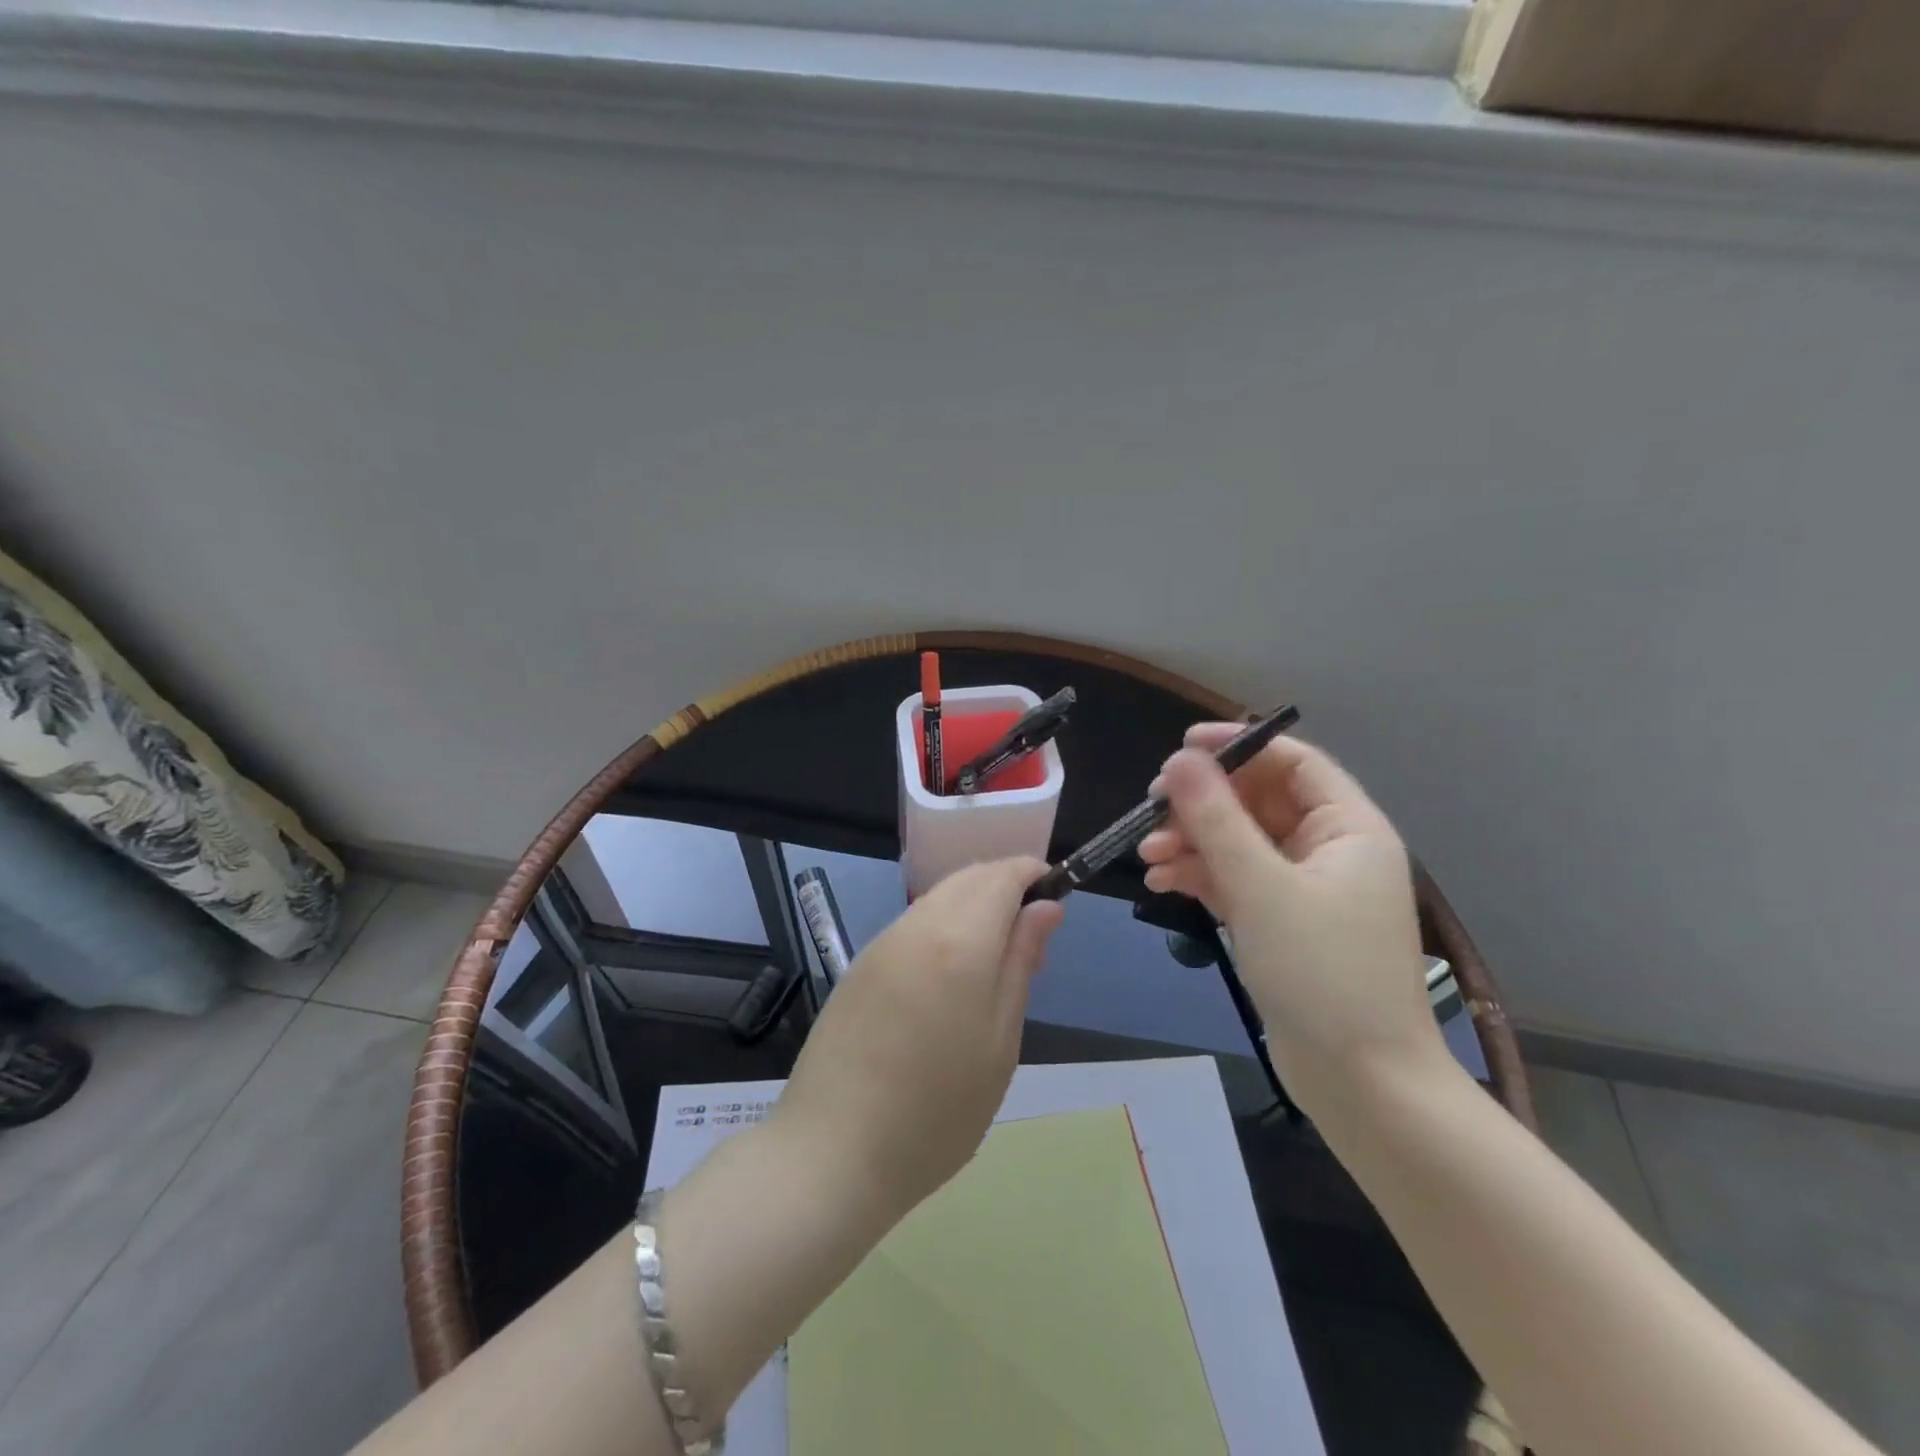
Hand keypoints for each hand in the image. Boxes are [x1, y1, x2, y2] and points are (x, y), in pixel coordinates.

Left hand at [774, 857, 1064, 1214]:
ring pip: (937, 897)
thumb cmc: (937, 1112)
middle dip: (1004, 884)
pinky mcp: (859, 965)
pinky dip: (942, 923)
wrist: (832, 1153)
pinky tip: (949, 971)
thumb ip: (1021, 964)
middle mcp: (917, 927)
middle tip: (1030, 932)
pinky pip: (911, 923)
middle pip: (967, 878)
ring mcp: (881, 943)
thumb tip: (1046, 907)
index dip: (1031, 873)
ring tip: (994, 955)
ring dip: (973, 903)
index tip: (1054, 892)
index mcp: (959, 942)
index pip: (1001, 876)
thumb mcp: (1000, 1042)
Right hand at [1137, 726, 1442, 1100]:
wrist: (1363, 1085)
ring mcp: (1304, 889)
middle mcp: (1330, 850)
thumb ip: (1216, 819)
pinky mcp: (1282, 923)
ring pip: (1240, 842)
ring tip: (1148, 855)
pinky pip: (1236, 880)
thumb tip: (1180, 759)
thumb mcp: (1261, 888)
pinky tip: (1162, 882)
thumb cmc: (1322, 974)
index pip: (1292, 761)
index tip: (1181, 747)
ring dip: (1193, 841)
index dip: (1238, 746)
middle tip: (1152, 808)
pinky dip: (1200, 876)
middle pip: (1258, 801)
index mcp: (1348, 828)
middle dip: (1203, 803)